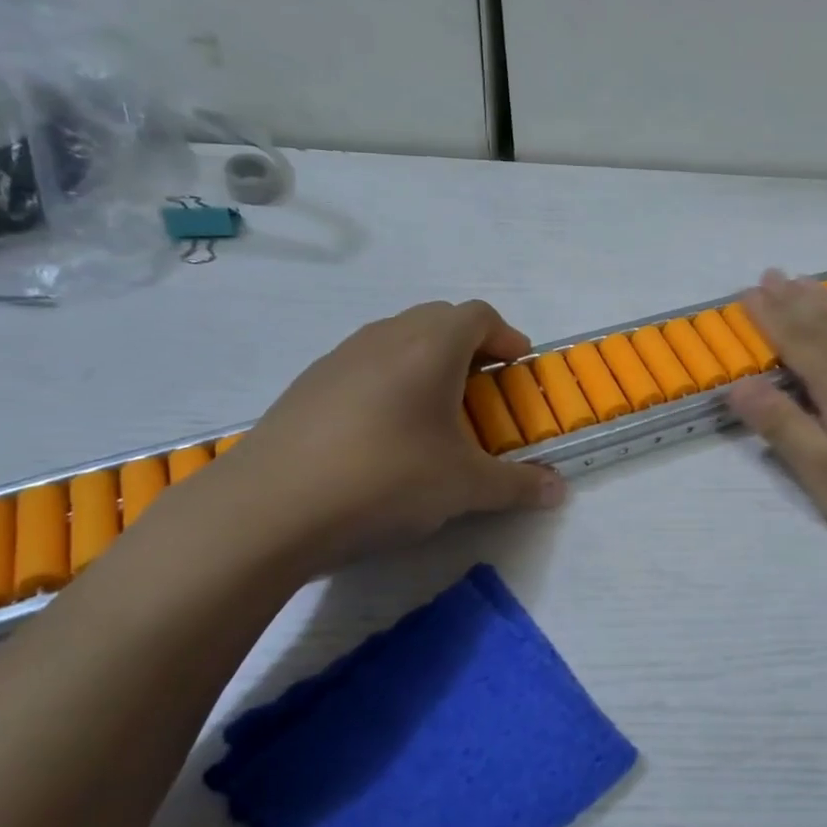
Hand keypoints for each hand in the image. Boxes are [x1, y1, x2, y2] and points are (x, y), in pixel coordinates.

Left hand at [216, 300, 565, 577]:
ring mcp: (338, 358)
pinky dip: (388, 382)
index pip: (479, 316)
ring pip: (397, 340)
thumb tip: (558, 490)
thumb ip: (518, 484)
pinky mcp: (307, 386)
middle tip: (483, 390)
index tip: (519, 369)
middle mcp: (385, 338)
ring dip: (426, 362)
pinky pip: (363, 365)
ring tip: (435, 412)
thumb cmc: (386, 481)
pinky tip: (384, 434)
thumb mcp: (464, 488)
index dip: (506, 338)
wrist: (268, 510)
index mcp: (430, 347)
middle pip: (437, 319)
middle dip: (469, 346)